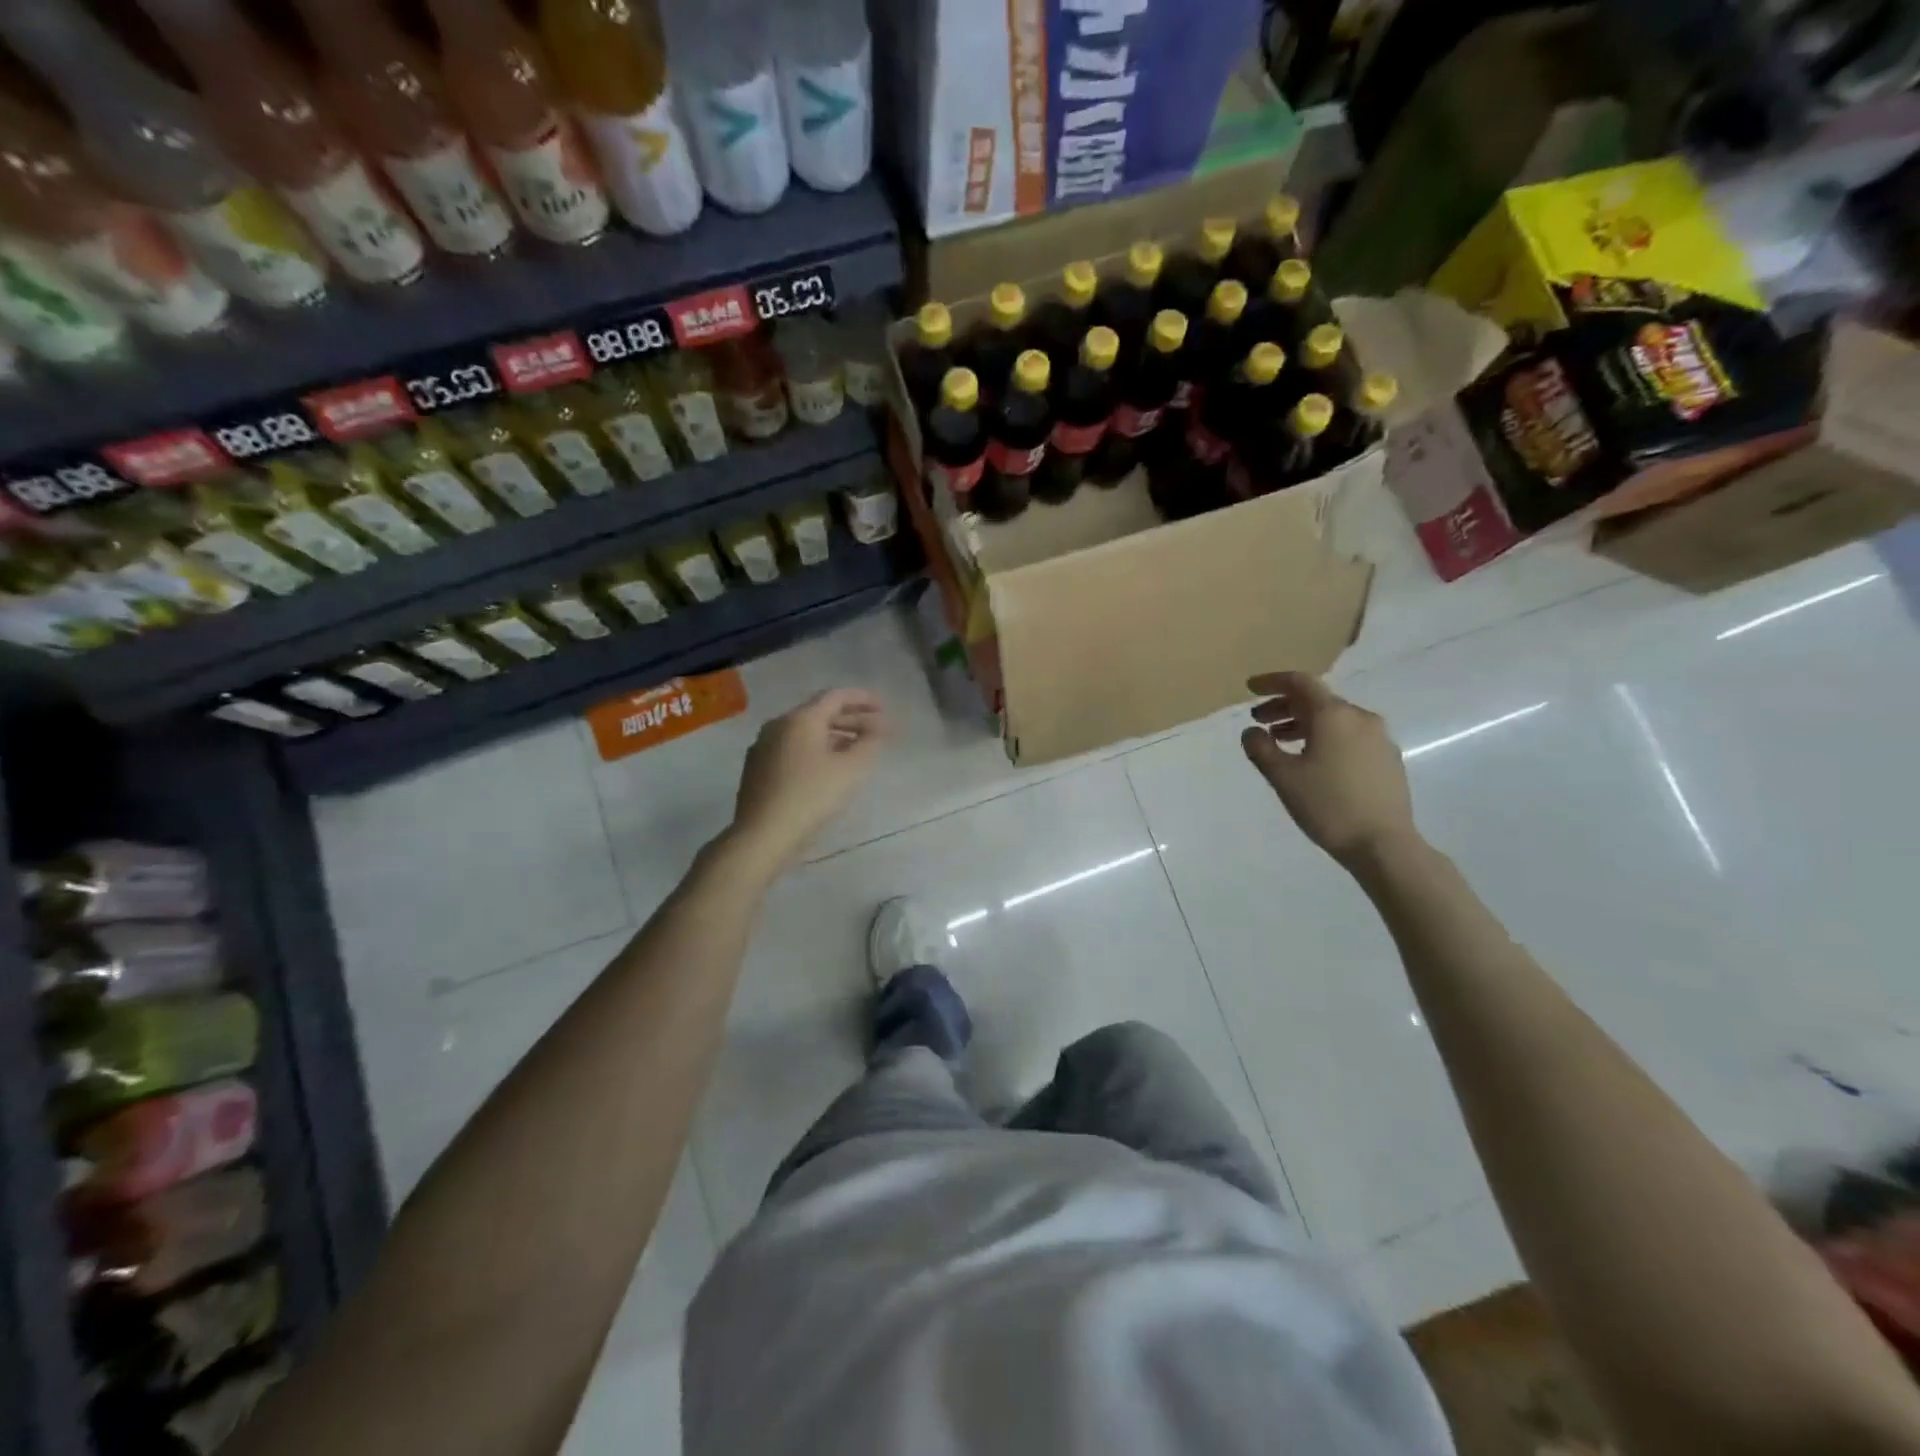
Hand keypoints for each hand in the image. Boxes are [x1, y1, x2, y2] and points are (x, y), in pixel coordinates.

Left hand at [727, 689, 886, 873]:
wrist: (763, 835)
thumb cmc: (811, 797)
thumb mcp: (851, 770)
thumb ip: (869, 743)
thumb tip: (877, 728)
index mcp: (800, 719)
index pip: (836, 696)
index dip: (862, 699)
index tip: (884, 707)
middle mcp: (778, 725)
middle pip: (819, 712)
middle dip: (851, 719)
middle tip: (876, 730)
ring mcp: (764, 746)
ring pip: (805, 732)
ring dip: (834, 735)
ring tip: (857, 749)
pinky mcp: (757, 768)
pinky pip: (793, 748)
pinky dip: (816, 749)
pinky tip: (828, 767)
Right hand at [1240, 672, 1419, 867]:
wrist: (1384, 844)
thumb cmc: (1328, 805)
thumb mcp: (1283, 777)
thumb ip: (1261, 748)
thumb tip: (1251, 731)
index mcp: (1333, 715)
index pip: (1300, 683)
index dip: (1271, 682)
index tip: (1250, 688)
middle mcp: (1359, 718)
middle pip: (1317, 700)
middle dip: (1284, 706)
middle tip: (1259, 720)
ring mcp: (1378, 738)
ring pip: (1334, 719)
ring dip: (1303, 723)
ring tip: (1280, 741)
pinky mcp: (1387, 758)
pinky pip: (1349, 735)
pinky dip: (1324, 737)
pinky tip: (1312, 759)